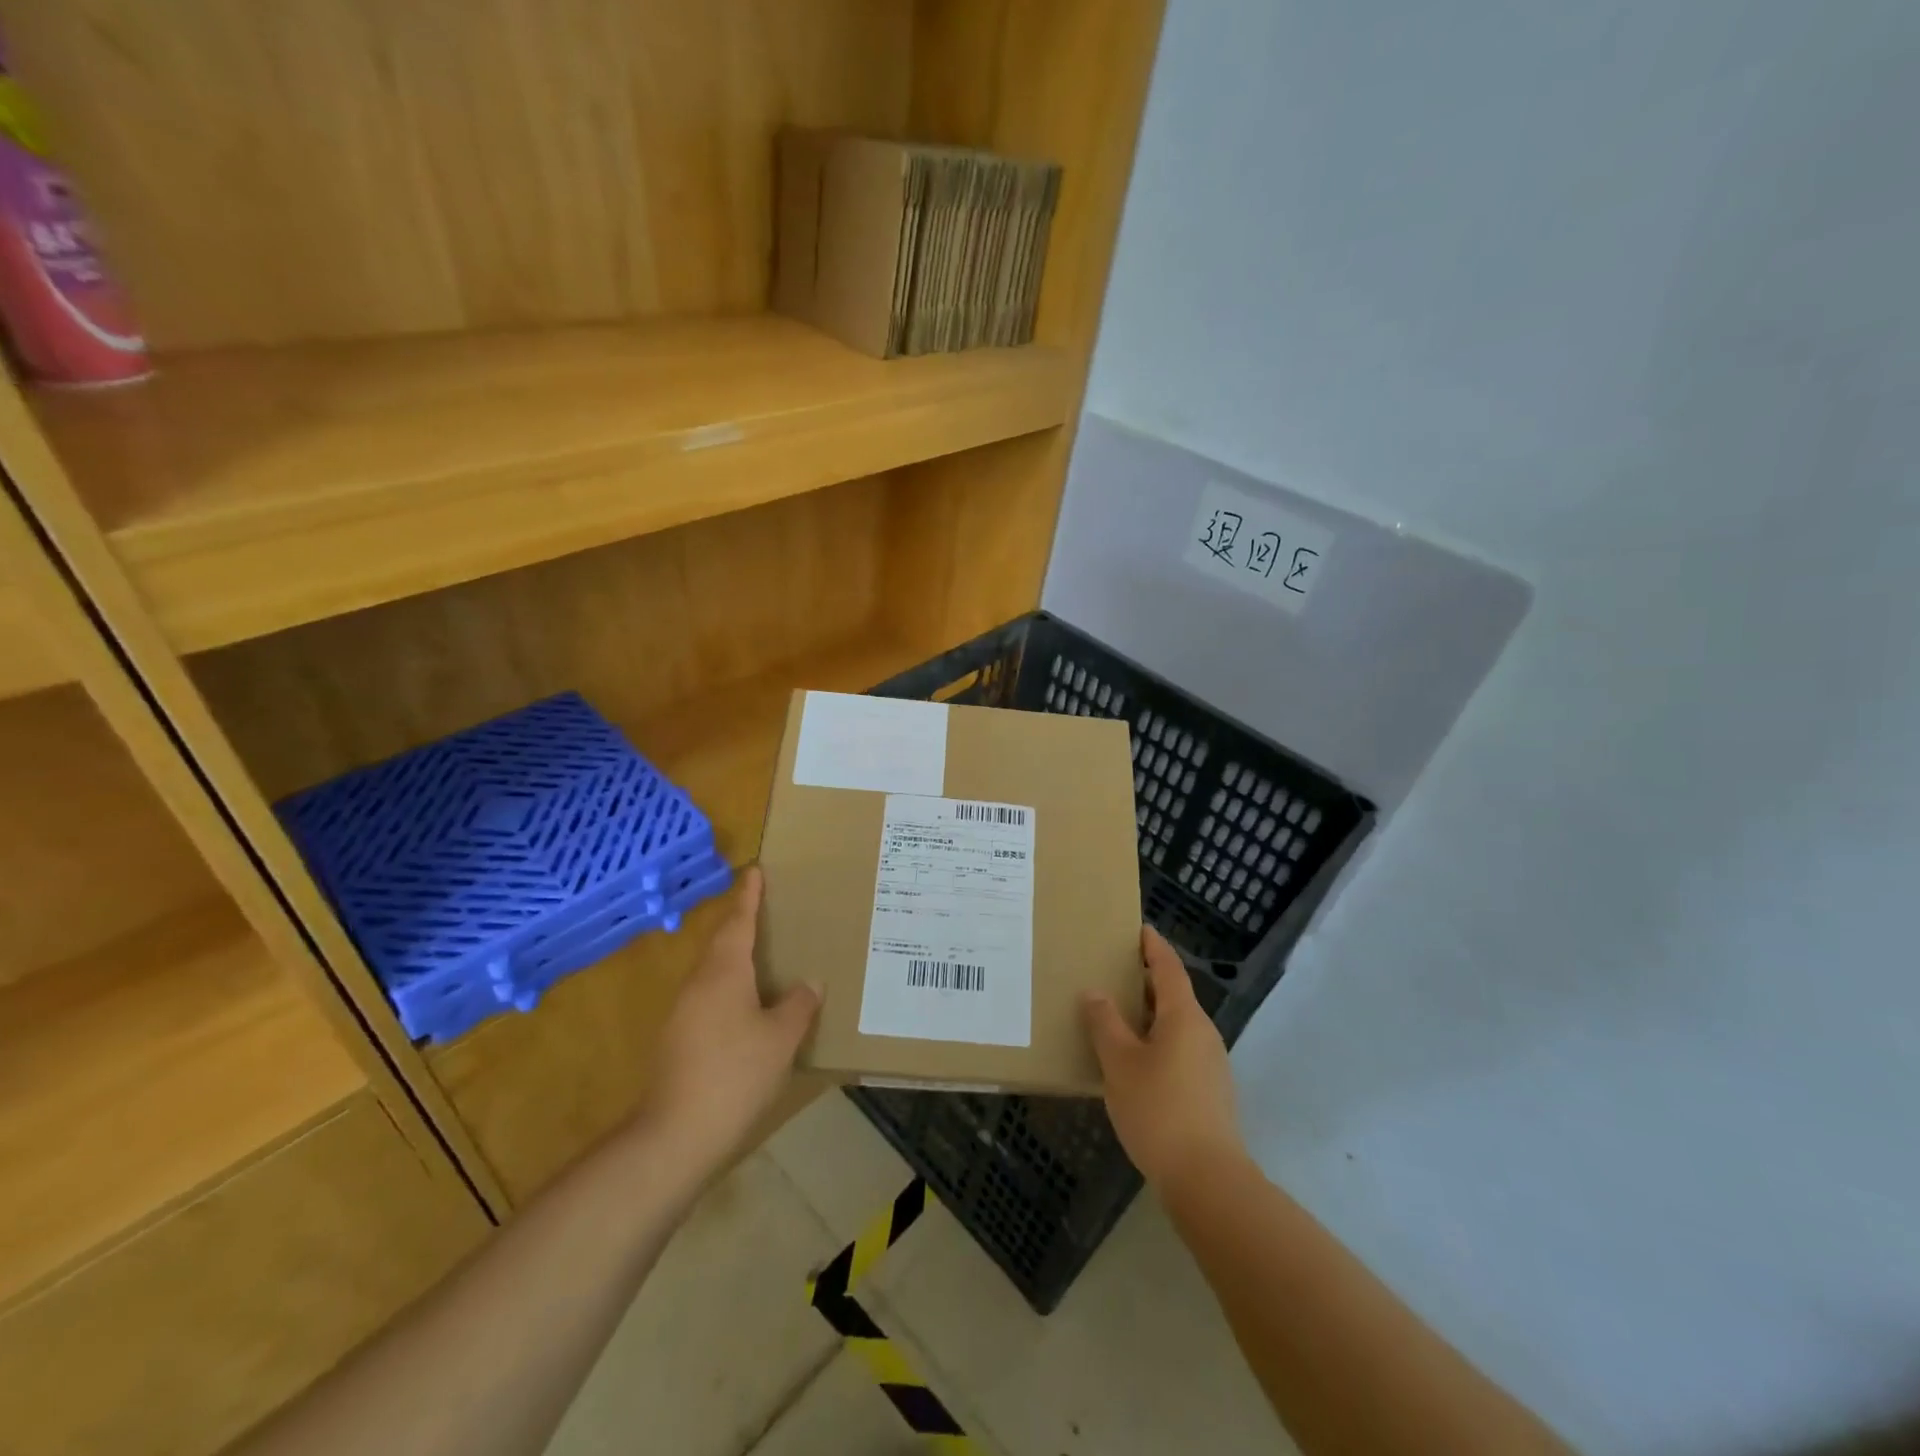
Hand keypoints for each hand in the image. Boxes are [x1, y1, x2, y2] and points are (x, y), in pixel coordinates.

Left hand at [637, 867, 820, 1177]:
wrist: (674, 1136)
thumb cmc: (735, 1074)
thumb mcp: (781, 1038)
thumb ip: (798, 1005)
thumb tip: (809, 983)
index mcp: (725, 971)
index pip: (739, 921)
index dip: (749, 896)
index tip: (754, 871)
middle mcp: (699, 983)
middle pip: (722, 942)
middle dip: (741, 923)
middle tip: (766, 909)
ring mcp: (683, 1012)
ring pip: (713, 971)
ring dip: (736, 957)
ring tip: (764, 955)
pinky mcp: (678, 1039)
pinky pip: (709, 996)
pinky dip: (730, 987)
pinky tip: (748, 1006)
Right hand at [1082, 925, 1243, 1188]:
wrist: (1207, 1179)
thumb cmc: (1158, 1110)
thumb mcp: (1120, 1063)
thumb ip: (1105, 1023)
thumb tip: (1095, 993)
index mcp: (1184, 1016)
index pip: (1168, 968)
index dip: (1153, 947)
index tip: (1139, 929)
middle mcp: (1204, 1032)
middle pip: (1174, 995)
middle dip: (1145, 982)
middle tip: (1112, 973)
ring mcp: (1211, 1063)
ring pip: (1177, 1026)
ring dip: (1149, 1015)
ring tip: (1116, 1017)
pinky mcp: (1210, 1091)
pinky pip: (1180, 1050)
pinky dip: (1157, 1042)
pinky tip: (1135, 1062)